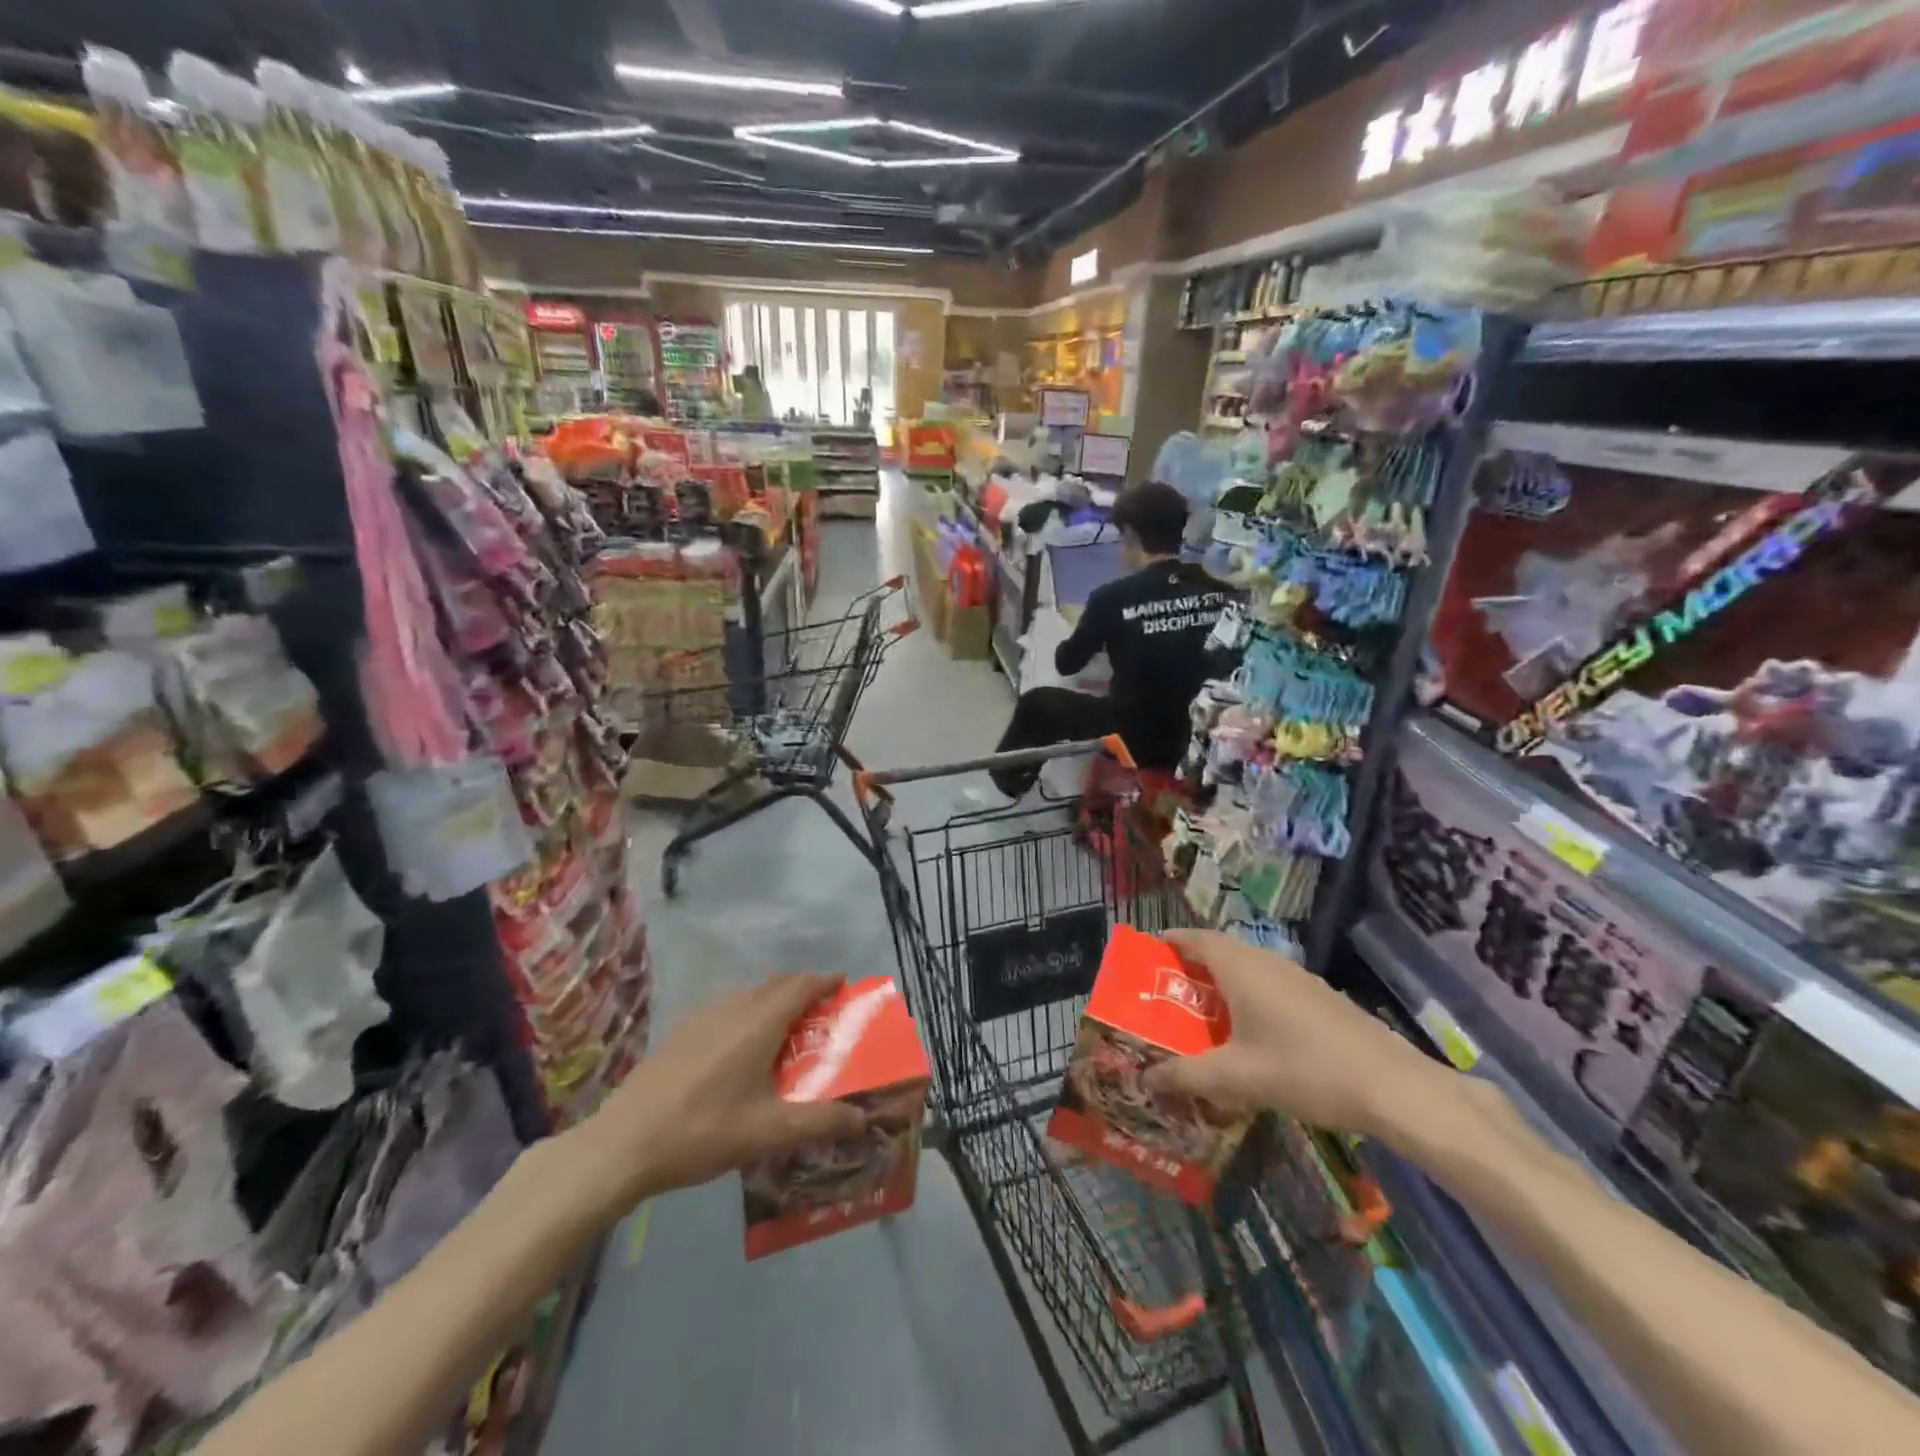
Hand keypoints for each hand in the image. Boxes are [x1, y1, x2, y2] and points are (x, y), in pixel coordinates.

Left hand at [573, 973, 866, 1215]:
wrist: (623, 1144)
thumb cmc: (703, 1132)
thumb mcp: (768, 1133)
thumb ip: (819, 1122)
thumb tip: (862, 1119)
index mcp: (758, 1024)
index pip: (800, 986)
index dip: (825, 981)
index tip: (844, 984)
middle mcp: (733, 1009)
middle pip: (776, 984)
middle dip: (802, 987)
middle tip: (822, 1008)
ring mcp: (702, 1017)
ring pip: (749, 994)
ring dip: (774, 998)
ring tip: (786, 1025)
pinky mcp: (681, 1031)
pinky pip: (727, 1007)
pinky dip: (748, 1011)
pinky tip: (740, 1045)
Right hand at [1142, 930, 1450, 1139]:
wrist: (1392, 1086)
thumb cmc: (1304, 1070)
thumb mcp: (1236, 1077)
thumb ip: (1186, 1075)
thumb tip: (1143, 1078)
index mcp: (1240, 968)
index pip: (1195, 939)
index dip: (1170, 941)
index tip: (1147, 952)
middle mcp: (1266, 962)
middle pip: (1219, 952)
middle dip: (1191, 966)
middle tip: (1166, 992)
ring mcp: (1297, 977)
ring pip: (1247, 969)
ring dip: (1221, 983)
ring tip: (1200, 1013)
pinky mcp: (1318, 998)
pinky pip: (1268, 985)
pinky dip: (1247, 997)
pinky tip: (1248, 1033)